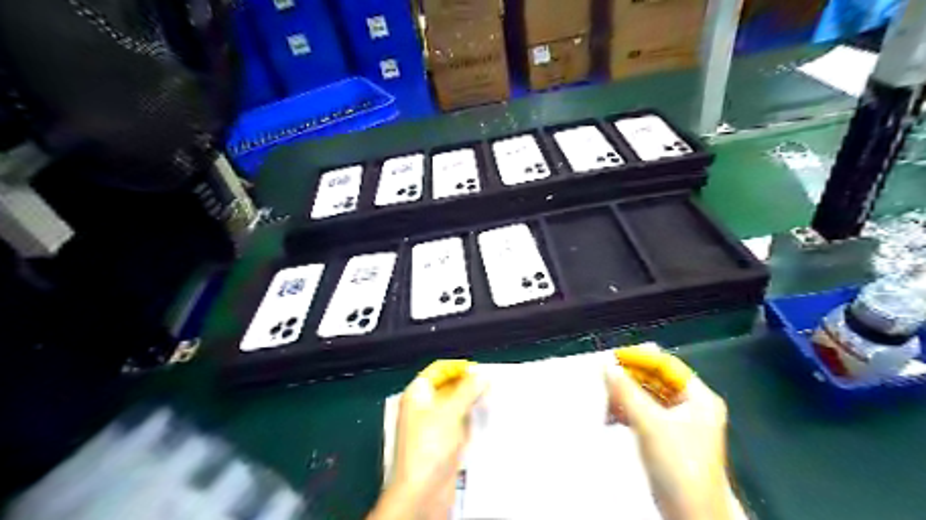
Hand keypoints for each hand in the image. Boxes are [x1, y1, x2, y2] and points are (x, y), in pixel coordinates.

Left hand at [369, 361, 487, 518]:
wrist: (422, 491)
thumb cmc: (431, 444)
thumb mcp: (450, 411)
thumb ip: (467, 389)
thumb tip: (482, 373)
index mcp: (417, 394)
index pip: (438, 370)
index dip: (457, 367)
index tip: (479, 370)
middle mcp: (423, 407)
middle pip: (447, 387)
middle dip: (467, 385)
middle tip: (489, 384)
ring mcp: (432, 426)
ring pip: (454, 406)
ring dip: (470, 402)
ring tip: (491, 399)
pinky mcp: (442, 443)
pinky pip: (458, 424)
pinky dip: (470, 420)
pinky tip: (484, 419)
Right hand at [606, 359, 743, 519]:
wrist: (691, 516)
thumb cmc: (677, 464)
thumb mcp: (650, 423)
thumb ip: (627, 392)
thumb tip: (606, 365)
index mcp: (698, 398)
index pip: (666, 364)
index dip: (640, 358)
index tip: (613, 358)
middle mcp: (692, 406)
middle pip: (655, 380)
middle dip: (629, 381)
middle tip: (606, 383)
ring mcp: (680, 423)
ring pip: (648, 397)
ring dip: (626, 397)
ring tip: (607, 403)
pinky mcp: (668, 438)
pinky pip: (645, 414)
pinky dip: (629, 412)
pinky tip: (612, 417)